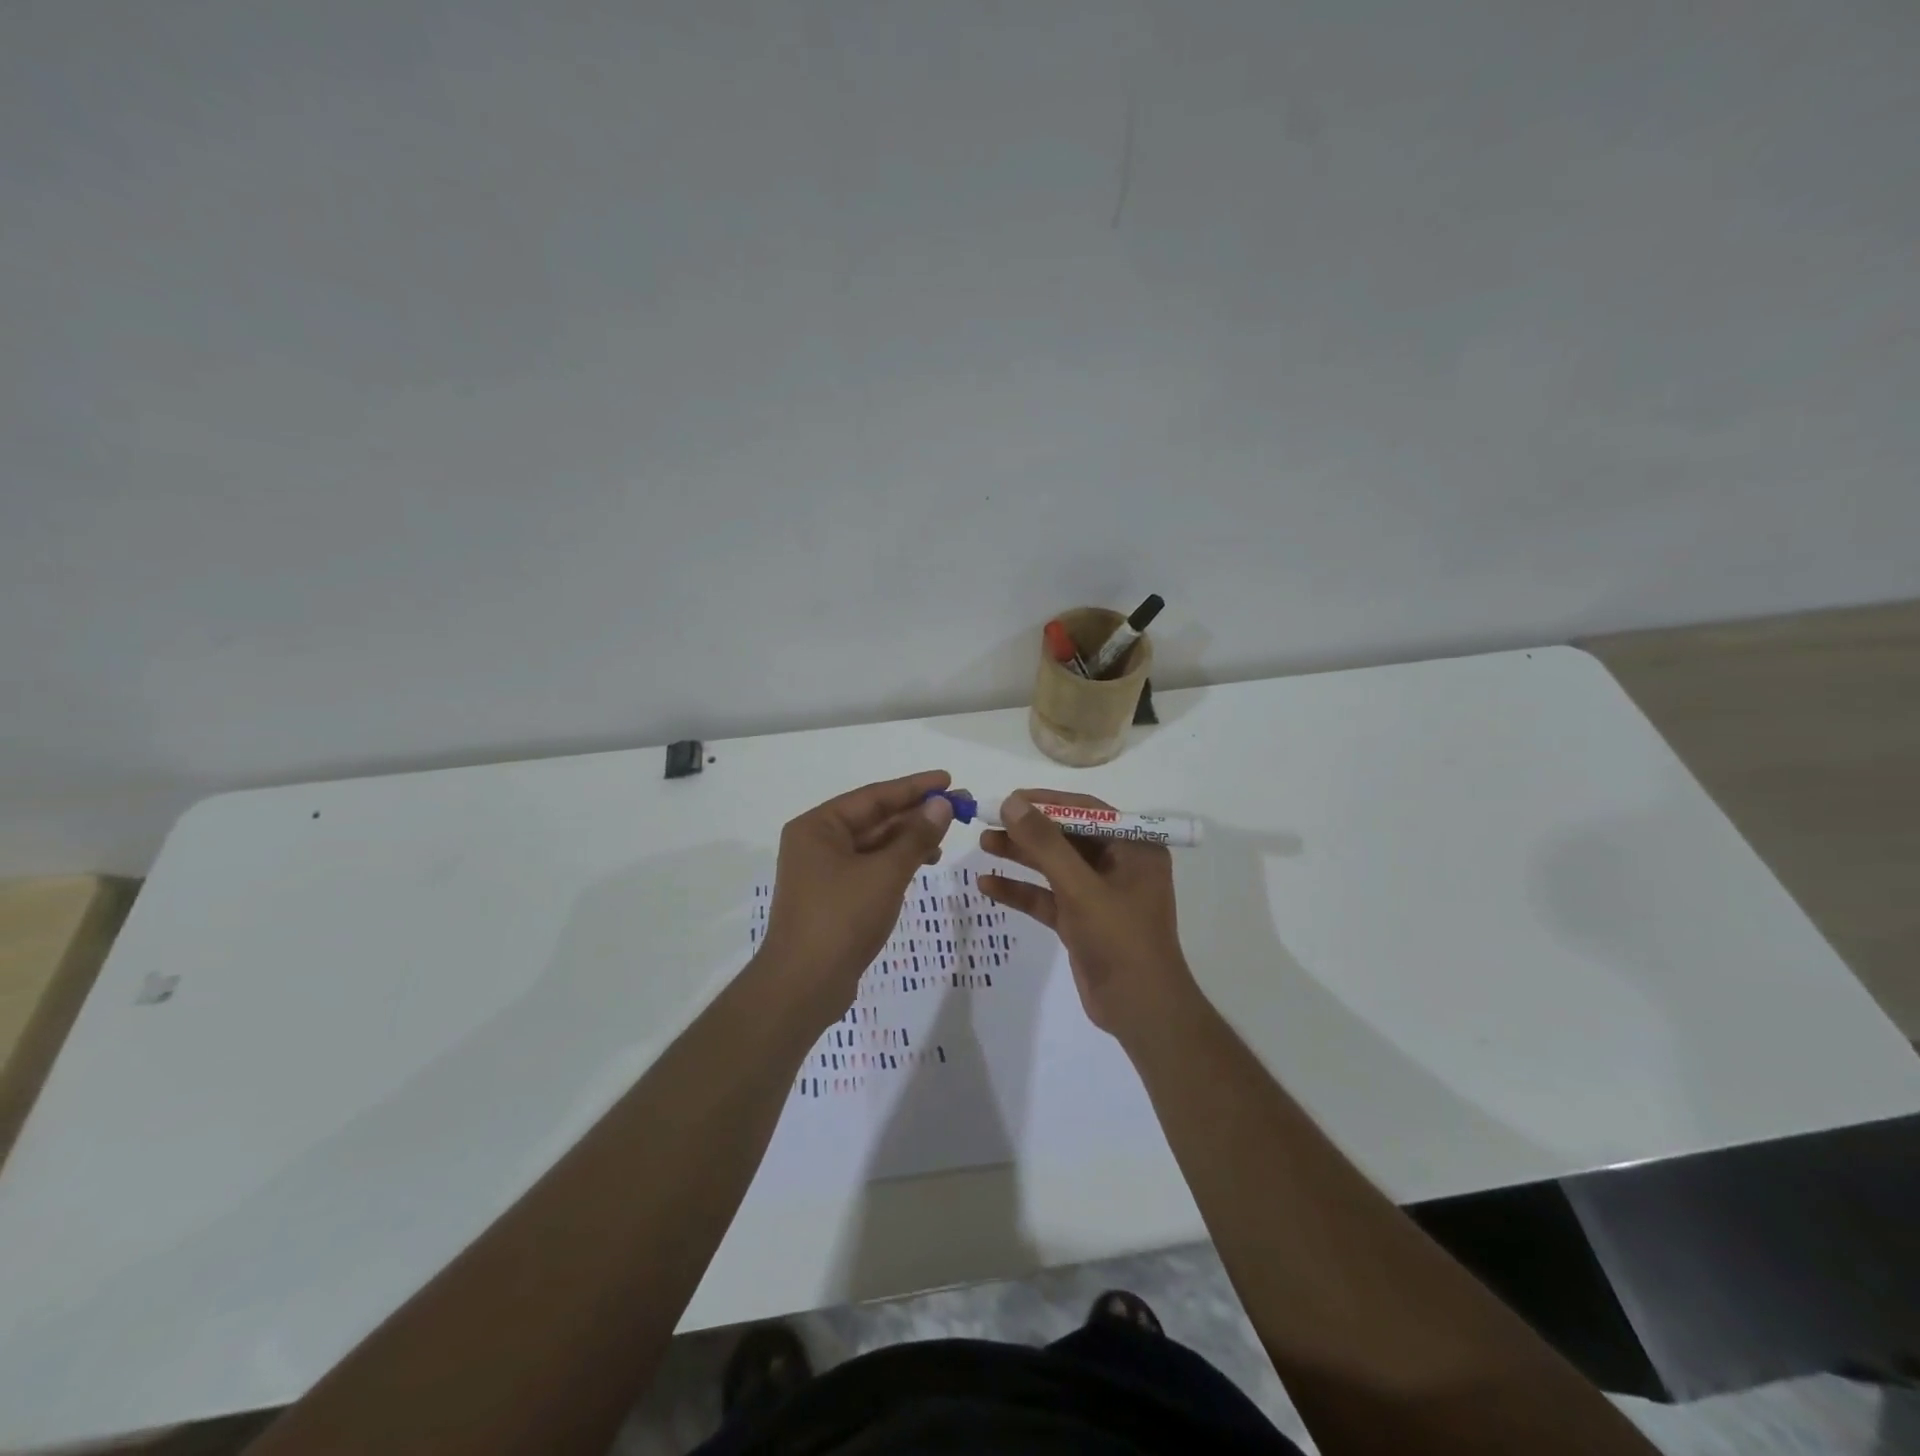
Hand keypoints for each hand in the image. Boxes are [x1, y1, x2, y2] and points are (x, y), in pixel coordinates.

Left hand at [756, 770, 957, 1019]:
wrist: (803, 986)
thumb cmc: (841, 919)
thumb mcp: (885, 873)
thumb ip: (916, 836)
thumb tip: (941, 804)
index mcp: (818, 826)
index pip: (874, 796)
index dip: (914, 787)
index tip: (949, 780)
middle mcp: (816, 842)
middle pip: (874, 818)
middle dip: (916, 813)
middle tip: (959, 807)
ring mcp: (823, 872)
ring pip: (874, 845)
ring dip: (909, 839)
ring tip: (946, 838)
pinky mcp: (833, 897)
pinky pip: (870, 868)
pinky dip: (897, 863)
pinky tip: (923, 864)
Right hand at [979, 791, 1197, 1041]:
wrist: (1140, 1010)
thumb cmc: (1120, 939)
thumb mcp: (1080, 887)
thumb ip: (1045, 844)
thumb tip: (1012, 803)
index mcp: (1134, 847)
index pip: (1086, 811)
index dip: (1047, 802)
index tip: (1009, 799)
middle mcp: (1119, 865)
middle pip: (1067, 837)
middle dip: (1028, 830)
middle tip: (989, 820)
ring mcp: (1099, 894)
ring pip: (1054, 866)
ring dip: (1021, 856)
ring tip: (984, 843)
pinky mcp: (1082, 921)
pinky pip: (1048, 897)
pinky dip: (1021, 890)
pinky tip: (987, 885)